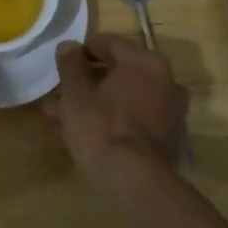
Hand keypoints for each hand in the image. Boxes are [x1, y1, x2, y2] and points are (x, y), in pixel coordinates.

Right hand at [42, 34, 187, 183]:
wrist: (134, 183)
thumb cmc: (101, 126)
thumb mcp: (75, 92)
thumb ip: (70, 64)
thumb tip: (69, 45)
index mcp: (145, 61)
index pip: (108, 44)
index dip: (80, 53)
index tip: (61, 67)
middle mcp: (165, 81)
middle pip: (116, 74)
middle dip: (85, 84)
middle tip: (58, 96)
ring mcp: (169, 112)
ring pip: (122, 99)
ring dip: (94, 105)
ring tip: (61, 120)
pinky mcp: (166, 140)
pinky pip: (132, 120)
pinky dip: (110, 122)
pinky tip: (83, 136)